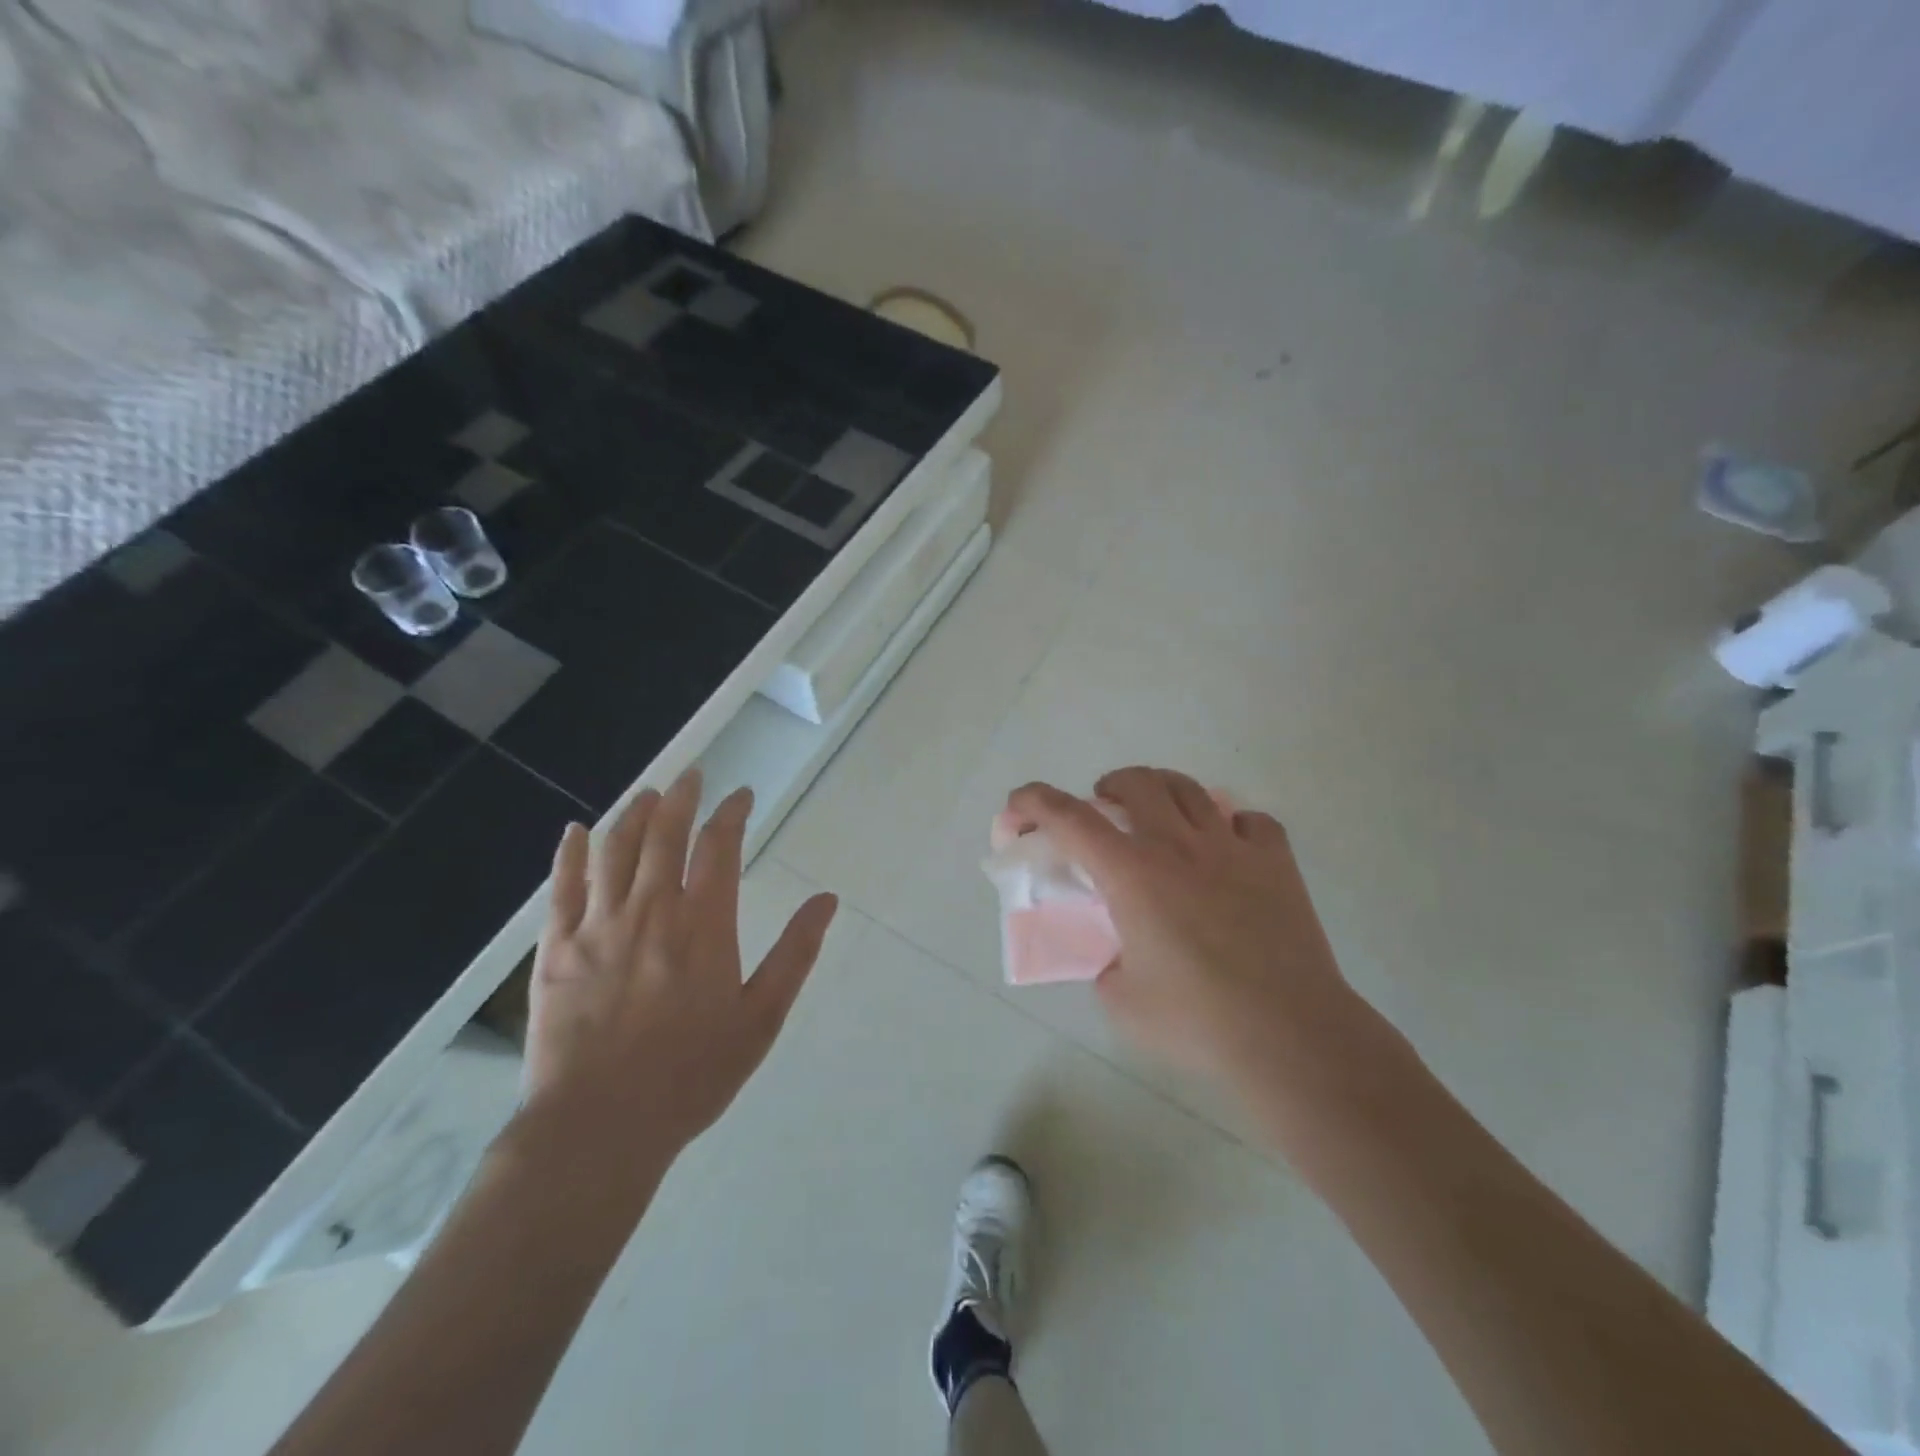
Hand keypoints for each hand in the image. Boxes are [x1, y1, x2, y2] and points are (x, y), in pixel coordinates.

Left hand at [521, 769, 838, 1172]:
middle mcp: (650, 910)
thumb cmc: (691, 1074)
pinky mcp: (556, 949)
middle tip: (693, 776)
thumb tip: (826, 900)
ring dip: (634, 814)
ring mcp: (597, 926)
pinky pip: (562, 887)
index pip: (718, 847)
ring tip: (650, 794)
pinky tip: (577, 831)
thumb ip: (794, 954)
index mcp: (703, 925)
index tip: (741, 795)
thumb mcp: (761, 1018)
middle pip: (664, 835)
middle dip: (682, 798)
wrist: (599, 1127)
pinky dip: (571, 853)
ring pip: (615, 850)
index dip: (731, 813)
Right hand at [1007, 767, 1367, 1093]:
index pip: (1069, 818)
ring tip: (1158, 815)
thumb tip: (1119, 957)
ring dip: (1162, 790)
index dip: (1034, 802)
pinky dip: (1231, 826)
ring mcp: (1232, 849)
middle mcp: (1177, 846)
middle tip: (1104, 807)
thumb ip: (1107, 967)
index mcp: (1131, 874)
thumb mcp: (1121, 1001)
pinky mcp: (1277, 863)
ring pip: (1190, 788)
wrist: (1289, 1036)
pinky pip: (1251, 821)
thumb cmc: (1196, 1021)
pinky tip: (1228, 851)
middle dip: (1109, 785)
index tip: (1017, 807)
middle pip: (1137, 781)